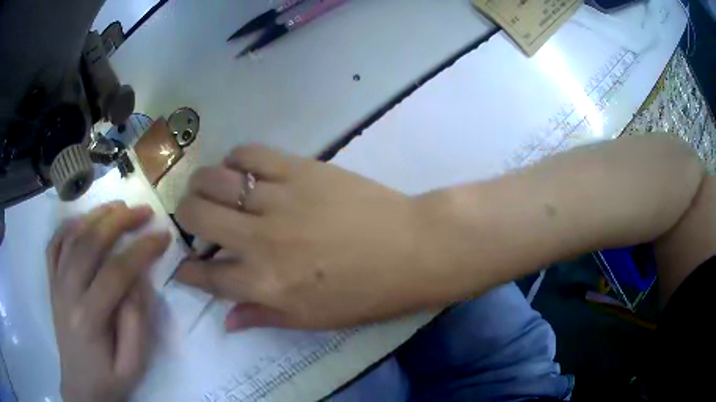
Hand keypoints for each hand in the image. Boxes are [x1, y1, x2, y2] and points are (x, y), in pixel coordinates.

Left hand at [47, 202, 169, 401]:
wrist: (80, 386)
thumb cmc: (109, 379)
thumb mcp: (133, 363)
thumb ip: (137, 322)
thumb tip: (141, 279)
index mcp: (89, 318)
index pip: (116, 272)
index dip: (142, 250)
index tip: (163, 235)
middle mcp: (67, 293)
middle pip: (90, 244)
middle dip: (119, 221)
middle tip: (143, 210)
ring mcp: (56, 284)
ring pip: (71, 237)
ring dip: (95, 215)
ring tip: (117, 206)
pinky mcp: (51, 282)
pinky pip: (54, 244)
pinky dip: (67, 226)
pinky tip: (83, 220)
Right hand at [175, 145, 446, 329]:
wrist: (412, 249)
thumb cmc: (366, 293)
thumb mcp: (313, 320)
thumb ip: (264, 317)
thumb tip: (228, 320)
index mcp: (264, 284)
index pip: (205, 275)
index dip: (186, 270)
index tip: (182, 264)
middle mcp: (259, 240)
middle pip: (196, 216)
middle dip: (184, 217)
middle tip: (194, 218)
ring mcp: (278, 199)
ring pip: (214, 180)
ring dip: (202, 184)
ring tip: (211, 189)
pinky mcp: (299, 169)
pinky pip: (250, 154)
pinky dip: (235, 158)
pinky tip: (240, 168)